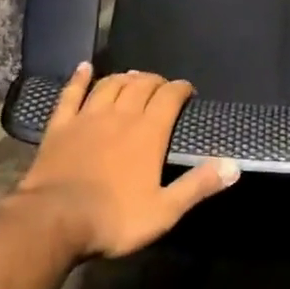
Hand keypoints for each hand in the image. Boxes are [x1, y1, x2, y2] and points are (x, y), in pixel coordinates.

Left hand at [12, 64, 239, 258]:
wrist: (55, 221)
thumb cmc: (115, 218)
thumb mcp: (165, 210)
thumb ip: (198, 185)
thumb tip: (234, 165)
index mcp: (149, 132)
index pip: (170, 96)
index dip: (181, 89)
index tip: (188, 92)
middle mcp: (121, 114)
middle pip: (141, 84)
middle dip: (155, 81)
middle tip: (162, 86)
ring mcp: (88, 116)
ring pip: (110, 84)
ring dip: (125, 78)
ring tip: (133, 77)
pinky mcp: (61, 125)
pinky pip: (71, 94)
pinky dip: (79, 78)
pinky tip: (84, 67)